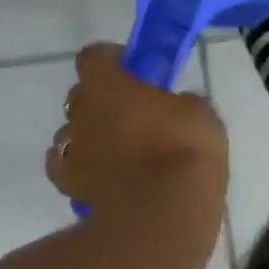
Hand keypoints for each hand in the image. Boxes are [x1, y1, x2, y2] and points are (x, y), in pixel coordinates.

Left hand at [46, 43, 227, 215]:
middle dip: (102, 100)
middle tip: (134, 113)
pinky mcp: (72, 190)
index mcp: (106, 86)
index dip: (111, 59)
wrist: (164, 211)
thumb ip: (179, 103)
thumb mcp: (199, 112)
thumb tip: (175, 108)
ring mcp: (72, 154)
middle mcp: (80, 115)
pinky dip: (85, 170)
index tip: (133, 69)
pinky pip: (69, 171)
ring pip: (72, 134)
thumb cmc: (183, 149)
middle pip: (80, 96)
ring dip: (92, 136)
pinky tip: (107, 178)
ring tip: (122, 152)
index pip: (93, 57)